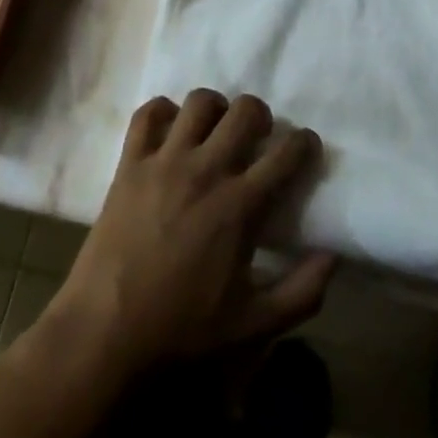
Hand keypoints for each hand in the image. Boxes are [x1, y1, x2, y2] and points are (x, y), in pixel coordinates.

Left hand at [35, 92, 335, 378]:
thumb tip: (333, 256)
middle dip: (260, 116)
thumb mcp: (252, 326)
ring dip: (215, 109)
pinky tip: (170, 131)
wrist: (104, 336)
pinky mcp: (129, 164)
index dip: (304, 142)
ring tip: (215, 130)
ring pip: (199, 102)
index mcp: (239, 206)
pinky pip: (148, 114)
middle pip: (245, 110)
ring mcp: (164, 161)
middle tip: (258, 137)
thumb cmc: (182, 333)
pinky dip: (162, 112)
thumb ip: (302, 293)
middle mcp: (205, 170)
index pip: (286, 154)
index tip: (305, 146)